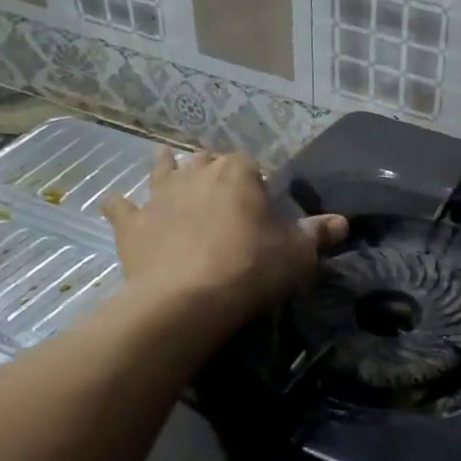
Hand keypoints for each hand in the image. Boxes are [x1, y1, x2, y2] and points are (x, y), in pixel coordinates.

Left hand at [99, 148, 346, 320]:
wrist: (187, 300)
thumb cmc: (251, 268)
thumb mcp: (297, 254)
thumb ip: (317, 233)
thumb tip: (342, 222)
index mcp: (238, 173)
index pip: (248, 163)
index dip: (255, 179)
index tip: (260, 199)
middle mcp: (196, 174)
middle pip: (204, 160)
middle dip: (211, 168)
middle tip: (220, 190)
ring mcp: (159, 197)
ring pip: (161, 170)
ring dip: (165, 167)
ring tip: (168, 166)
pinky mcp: (131, 225)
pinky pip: (120, 207)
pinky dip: (120, 206)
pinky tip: (118, 206)